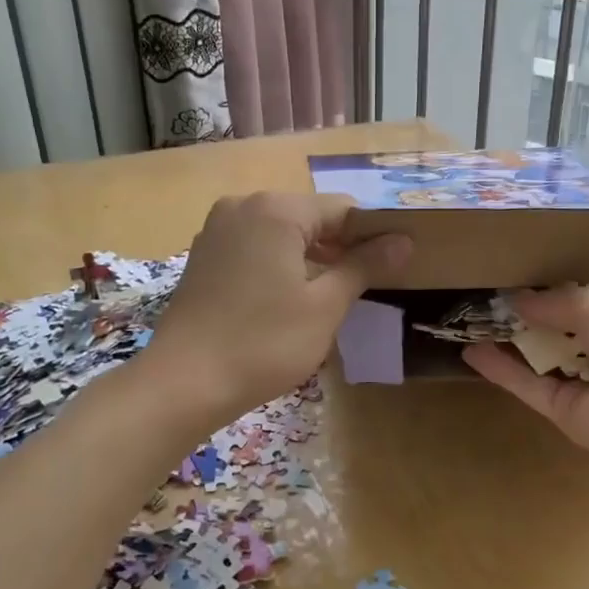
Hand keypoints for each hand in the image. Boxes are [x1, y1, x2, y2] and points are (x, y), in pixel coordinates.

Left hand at [146, 192, 409, 423]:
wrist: (185, 382)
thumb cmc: (264, 343)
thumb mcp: (325, 306)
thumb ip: (364, 266)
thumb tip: (403, 241)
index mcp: (276, 209)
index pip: (343, 210)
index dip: (373, 236)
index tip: (394, 267)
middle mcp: (243, 206)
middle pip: (310, 217)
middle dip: (340, 247)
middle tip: (366, 286)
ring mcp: (217, 230)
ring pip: (281, 233)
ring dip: (310, 257)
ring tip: (332, 295)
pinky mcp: (203, 256)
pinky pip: (254, 247)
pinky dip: (278, 264)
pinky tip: (289, 298)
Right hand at [462, 285, 588, 473]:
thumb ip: (557, 302)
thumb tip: (518, 298)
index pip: (586, 307)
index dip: (552, 298)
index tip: (516, 287)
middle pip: (561, 337)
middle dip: (527, 322)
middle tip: (487, 304)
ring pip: (542, 364)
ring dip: (509, 345)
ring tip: (470, 324)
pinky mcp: (568, 414)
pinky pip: (531, 387)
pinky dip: (502, 371)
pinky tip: (472, 351)